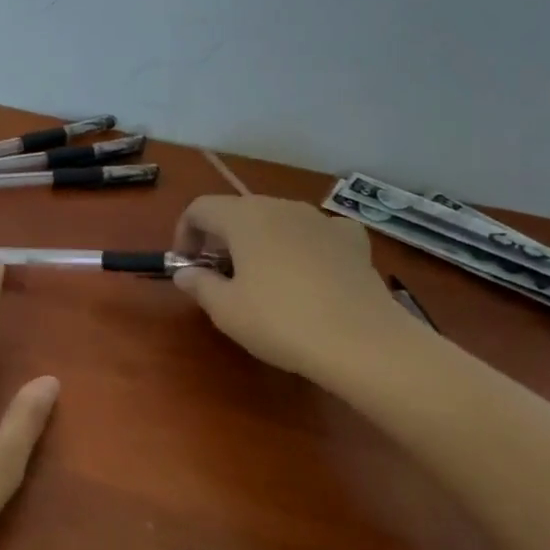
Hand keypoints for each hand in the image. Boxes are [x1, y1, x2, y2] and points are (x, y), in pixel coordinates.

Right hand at [173, 195, 411, 382]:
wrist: (364, 344)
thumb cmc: (281, 322)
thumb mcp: (226, 310)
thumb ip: (199, 284)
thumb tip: (186, 272)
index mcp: (243, 217)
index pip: (200, 209)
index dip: (185, 233)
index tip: (187, 266)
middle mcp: (280, 206)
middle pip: (238, 211)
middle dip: (221, 238)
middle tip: (219, 275)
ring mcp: (321, 220)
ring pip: (278, 220)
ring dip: (261, 241)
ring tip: (263, 278)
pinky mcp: (353, 240)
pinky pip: (318, 231)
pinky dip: (305, 244)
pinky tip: (310, 270)